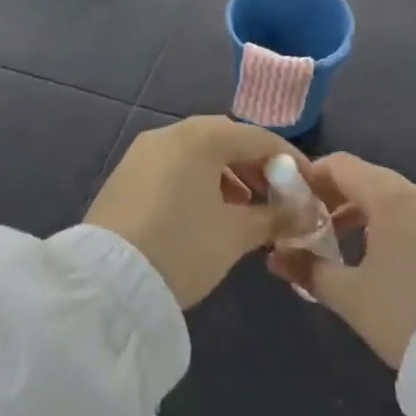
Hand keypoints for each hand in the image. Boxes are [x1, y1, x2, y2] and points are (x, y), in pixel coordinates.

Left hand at [85, 116, 295, 308]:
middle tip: (276, 196)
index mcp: (202, 137)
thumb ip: (273, 217)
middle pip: (226, 140)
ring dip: (227, 175)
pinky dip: (198, 181)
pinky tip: (207, 212)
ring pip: (198, 153)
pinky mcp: (126, 174)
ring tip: (244, 210)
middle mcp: (171, 133)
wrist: (106, 282)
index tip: (309, 185)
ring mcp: (144, 151)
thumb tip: (301, 213)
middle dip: (255, 166)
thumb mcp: (235, 235)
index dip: (289, 161)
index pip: (259, 139)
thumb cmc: (182, 247)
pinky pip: (174, 166)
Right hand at [267, 153, 415, 366]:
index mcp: (391, 197)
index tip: (284, 200)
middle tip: (301, 223)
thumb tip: (275, 256)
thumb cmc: (406, 313)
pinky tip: (366, 255)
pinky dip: (380, 224)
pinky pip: (406, 216)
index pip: (340, 165)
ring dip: (355, 211)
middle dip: (330, 196)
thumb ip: (308, 270)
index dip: (308, 177)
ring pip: (386, 198)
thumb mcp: (350, 296)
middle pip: (364, 178)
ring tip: (329, 241)